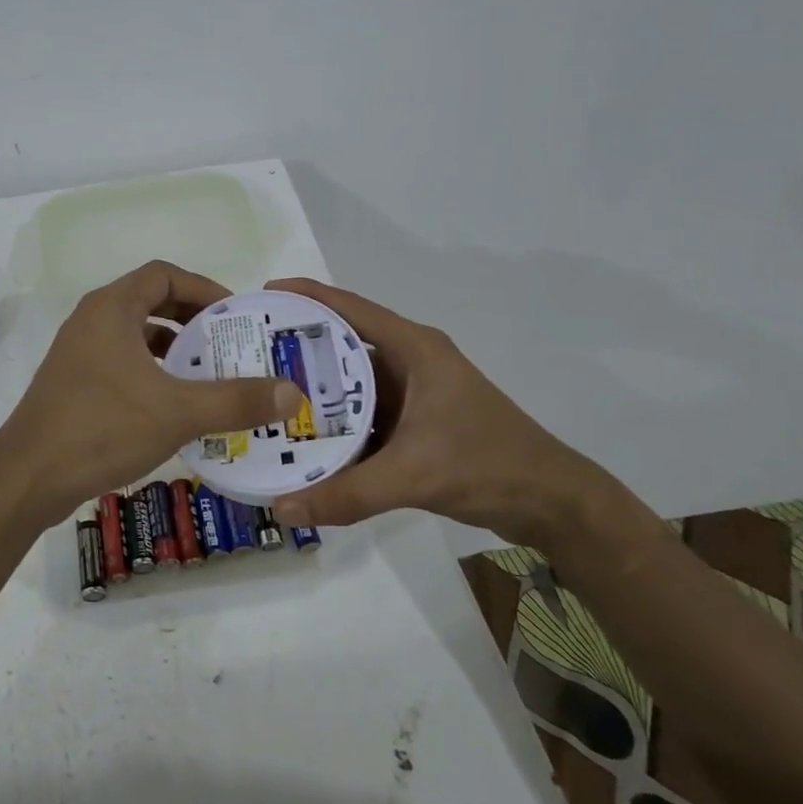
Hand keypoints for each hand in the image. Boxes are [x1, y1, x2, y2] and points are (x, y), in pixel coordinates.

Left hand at [0, 262, 304, 517]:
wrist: (28, 477)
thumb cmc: (102, 428)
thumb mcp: (177, 412)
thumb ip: (236, 400)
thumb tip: (292, 393)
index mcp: (112, 308)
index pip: (164, 275)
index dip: (203, 287)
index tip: (235, 314)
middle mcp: (92, 321)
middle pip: (150, 301)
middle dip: (192, 319)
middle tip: (229, 344)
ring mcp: (78, 353)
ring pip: (135, 335)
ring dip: (172, 348)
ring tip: (207, 374)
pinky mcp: (73, 383)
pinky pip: (121, 362)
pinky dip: (152, 372)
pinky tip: (173, 405)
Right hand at [264, 278, 620, 551]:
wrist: (552, 502)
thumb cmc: (487, 465)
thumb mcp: (413, 475)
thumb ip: (347, 492)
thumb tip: (282, 508)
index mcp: (415, 348)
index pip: (351, 309)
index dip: (306, 296)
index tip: (261, 295)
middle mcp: (412, 361)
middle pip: (346, 344)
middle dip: (299, 347)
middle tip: (250, 356)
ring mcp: (417, 392)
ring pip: (355, 383)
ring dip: (317, 389)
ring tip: (268, 396)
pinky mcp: (419, 422)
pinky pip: (367, 413)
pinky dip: (339, 421)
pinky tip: (306, 438)